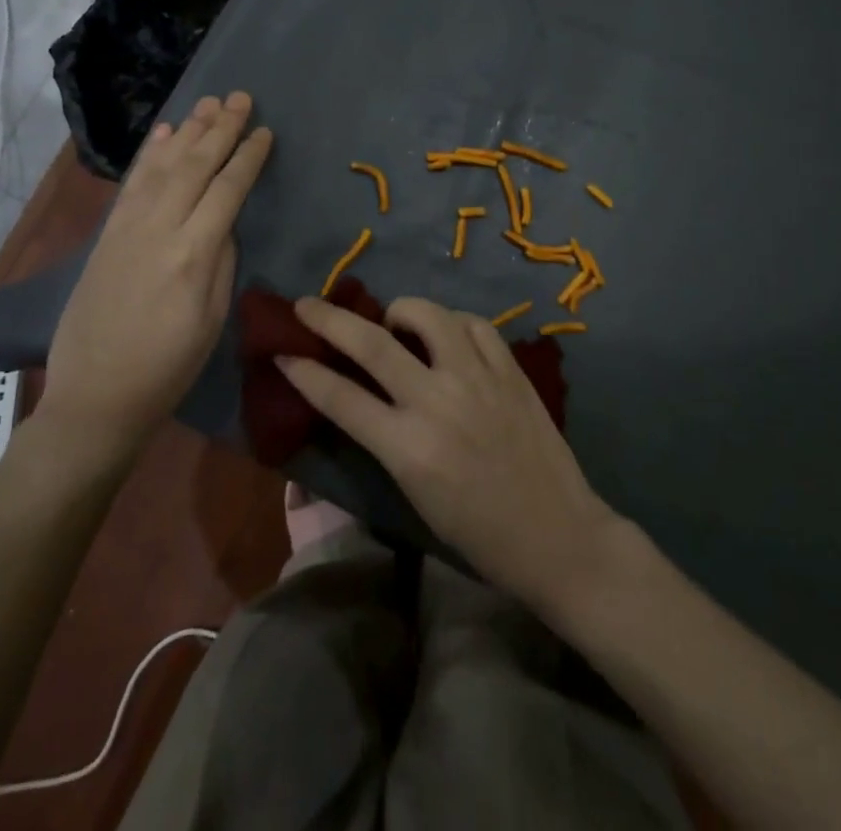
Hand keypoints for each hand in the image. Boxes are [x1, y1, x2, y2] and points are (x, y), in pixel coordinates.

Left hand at [39, 92, 272, 456]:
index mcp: (193, 253)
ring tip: (210, 103)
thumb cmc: (168, 367)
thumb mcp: (212, 319)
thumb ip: (221, 261)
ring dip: (189, 131)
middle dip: (222, 128)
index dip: (249, 157)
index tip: (265, 131)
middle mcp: (159, 228)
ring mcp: (127, 228)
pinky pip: (132, 183)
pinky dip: (151, 154)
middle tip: (242, 98)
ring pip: (164, 166)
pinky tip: (165, 134)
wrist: (95, 396)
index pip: (228, 189)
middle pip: (196, 166)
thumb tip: (224, 222)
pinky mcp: (107, 234)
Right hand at [280, 294, 620, 606]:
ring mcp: (478, 379)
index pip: (341, 397)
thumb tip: (358, 397)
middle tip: (307, 304)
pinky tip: (446, 333)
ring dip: (399, 311)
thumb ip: (385, 440)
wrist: (558, 536)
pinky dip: (451, 322)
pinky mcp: (510, 370)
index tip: (283, 353)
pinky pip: (473, 324)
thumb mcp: (415, 495)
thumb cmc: (479, 534)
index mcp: (409, 448)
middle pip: (373, 343)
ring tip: (393, 320)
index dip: (305, 372)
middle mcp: (439, 402)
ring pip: (428, 315)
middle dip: (330, 320)